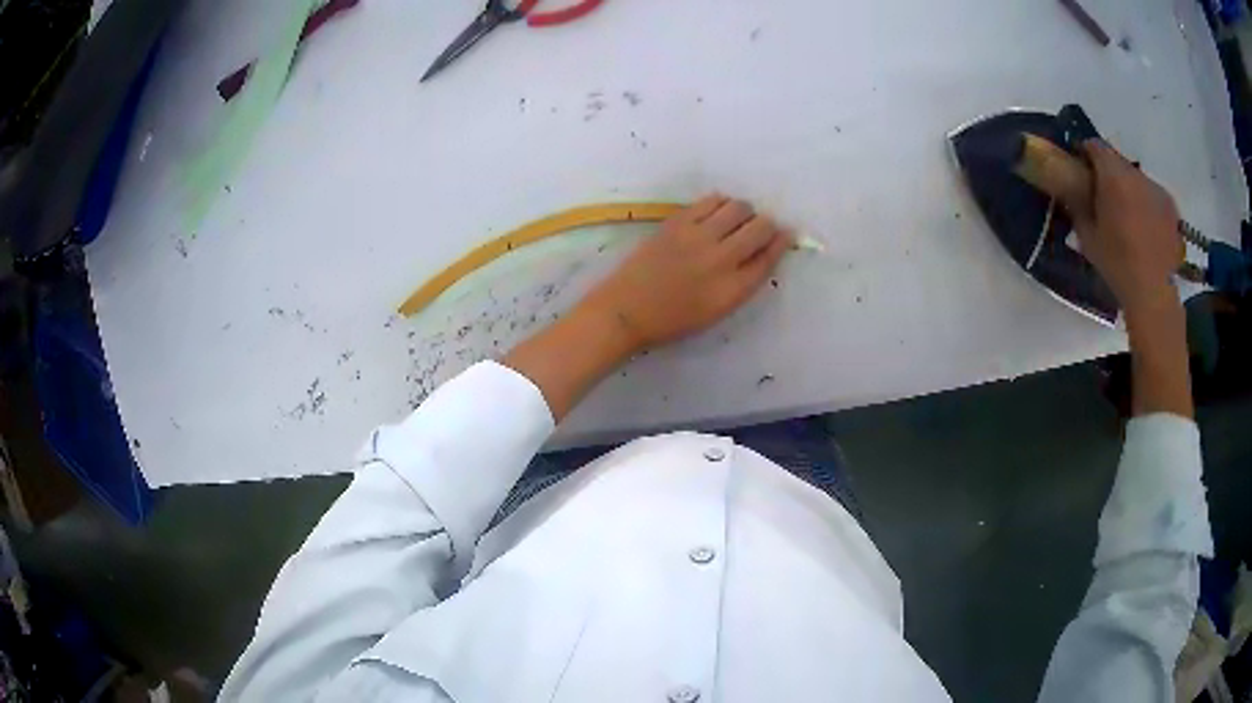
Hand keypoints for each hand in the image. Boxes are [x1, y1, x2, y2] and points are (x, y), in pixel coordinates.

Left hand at [575, 194, 792, 353]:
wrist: (626, 310)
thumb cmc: (672, 319)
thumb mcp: (717, 311)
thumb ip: (742, 282)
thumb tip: (761, 253)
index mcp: (733, 290)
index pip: (770, 257)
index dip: (782, 242)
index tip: (785, 234)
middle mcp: (722, 260)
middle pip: (760, 228)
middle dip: (767, 225)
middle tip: (760, 228)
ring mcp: (699, 236)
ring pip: (739, 207)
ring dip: (745, 212)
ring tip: (735, 220)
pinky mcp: (678, 222)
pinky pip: (712, 200)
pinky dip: (721, 203)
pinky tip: (716, 213)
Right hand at [1069, 141, 1184, 315]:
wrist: (1152, 293)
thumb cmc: (1116, 264)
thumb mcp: (1087, 236)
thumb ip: (1079, 205)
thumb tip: (1072, 190)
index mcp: (1113, 176)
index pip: (1094, 145)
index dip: (1085, 152)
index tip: (1080, 167)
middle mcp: (1136, 174)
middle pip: (1117, 161)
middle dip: (1109, 172)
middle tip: (1103, 195)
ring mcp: (1156, 189)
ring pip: (1137, 178)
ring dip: (1129, 188)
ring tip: (1127, 215)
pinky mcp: (1170, 206)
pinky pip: (1153, 195)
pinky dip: (1147, 203)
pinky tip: (1145, 226)